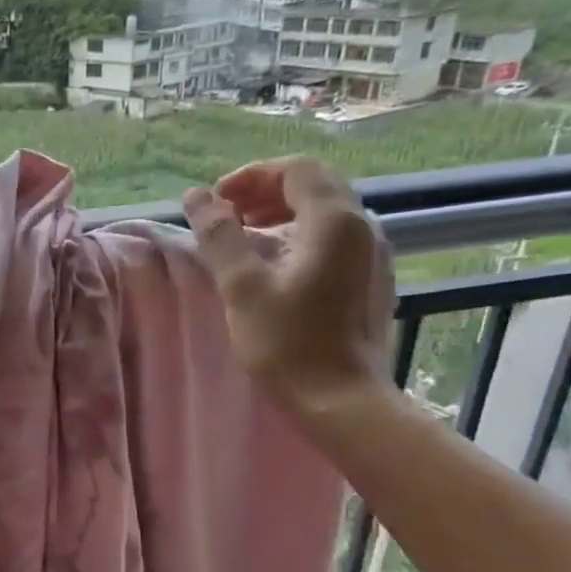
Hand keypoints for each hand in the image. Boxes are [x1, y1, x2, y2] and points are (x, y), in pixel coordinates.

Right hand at [184, 158, 394, 415]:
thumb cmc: (287, 344)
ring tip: (248, 237)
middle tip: (229, 215)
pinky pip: (337, 237)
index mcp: (334, 221)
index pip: (294, 170)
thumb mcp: (242, 287)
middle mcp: (363, 226)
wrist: (341, 401)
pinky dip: (303, 235)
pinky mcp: (372, 279)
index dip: (251, 177)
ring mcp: (373, 254)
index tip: (217, 202)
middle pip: (315, 184)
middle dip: (267, 191)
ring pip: (327, 211)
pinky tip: (279, 265)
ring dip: (284, 212)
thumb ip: (219, 235)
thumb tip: (197, 196)